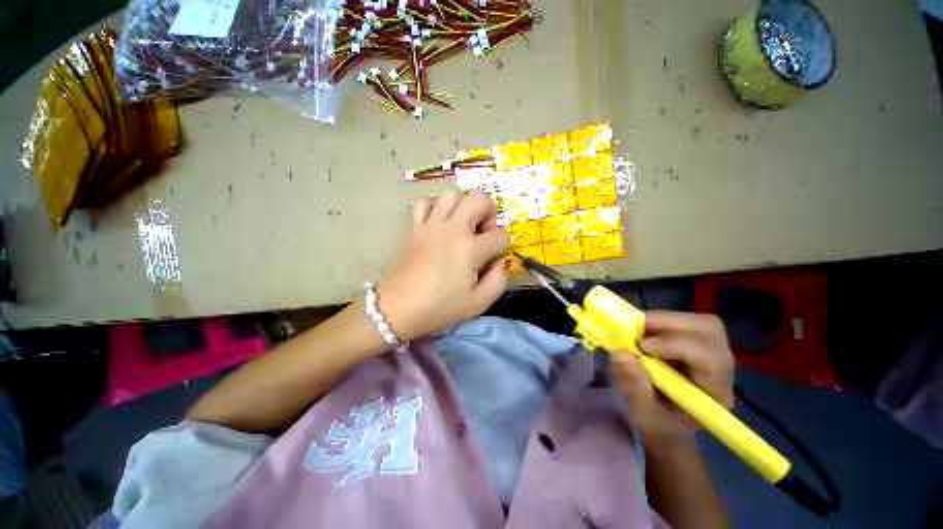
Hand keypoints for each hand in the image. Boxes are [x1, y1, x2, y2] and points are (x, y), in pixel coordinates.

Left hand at [377, 189, 509, 341]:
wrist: (398, 309)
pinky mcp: (414, 226)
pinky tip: (439, 224)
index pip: (501, 235)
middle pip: (479, 198)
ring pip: (452, 192)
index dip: (503, 247)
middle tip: (481, 232)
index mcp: (470, 249)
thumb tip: (498, 260)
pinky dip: (435, 207)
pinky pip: (425, 202)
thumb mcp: (480, 303)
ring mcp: (430, 224)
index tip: (491, 260)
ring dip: (463, 205)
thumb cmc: (440, 308)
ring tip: (462, 225)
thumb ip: (499, 279)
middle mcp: (452, 229)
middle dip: (488, 212)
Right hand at [612, 311, 734, 440]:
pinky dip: (658, 321)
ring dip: (662, 321)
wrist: (665, 422)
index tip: (641, 346)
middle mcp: (722, 368)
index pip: (709, 358)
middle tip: (636, 329)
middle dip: (669, 324)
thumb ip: (634, 387)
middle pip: (708, 330)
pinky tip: (642, 332)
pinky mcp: (697, 342)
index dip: (675, 345)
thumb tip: (620, 354)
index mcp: (715, 393)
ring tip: (636, 331)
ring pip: (697, 322)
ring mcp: (711, 352)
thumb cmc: (657, 423)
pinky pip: (683, 322)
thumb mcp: (642, 413)